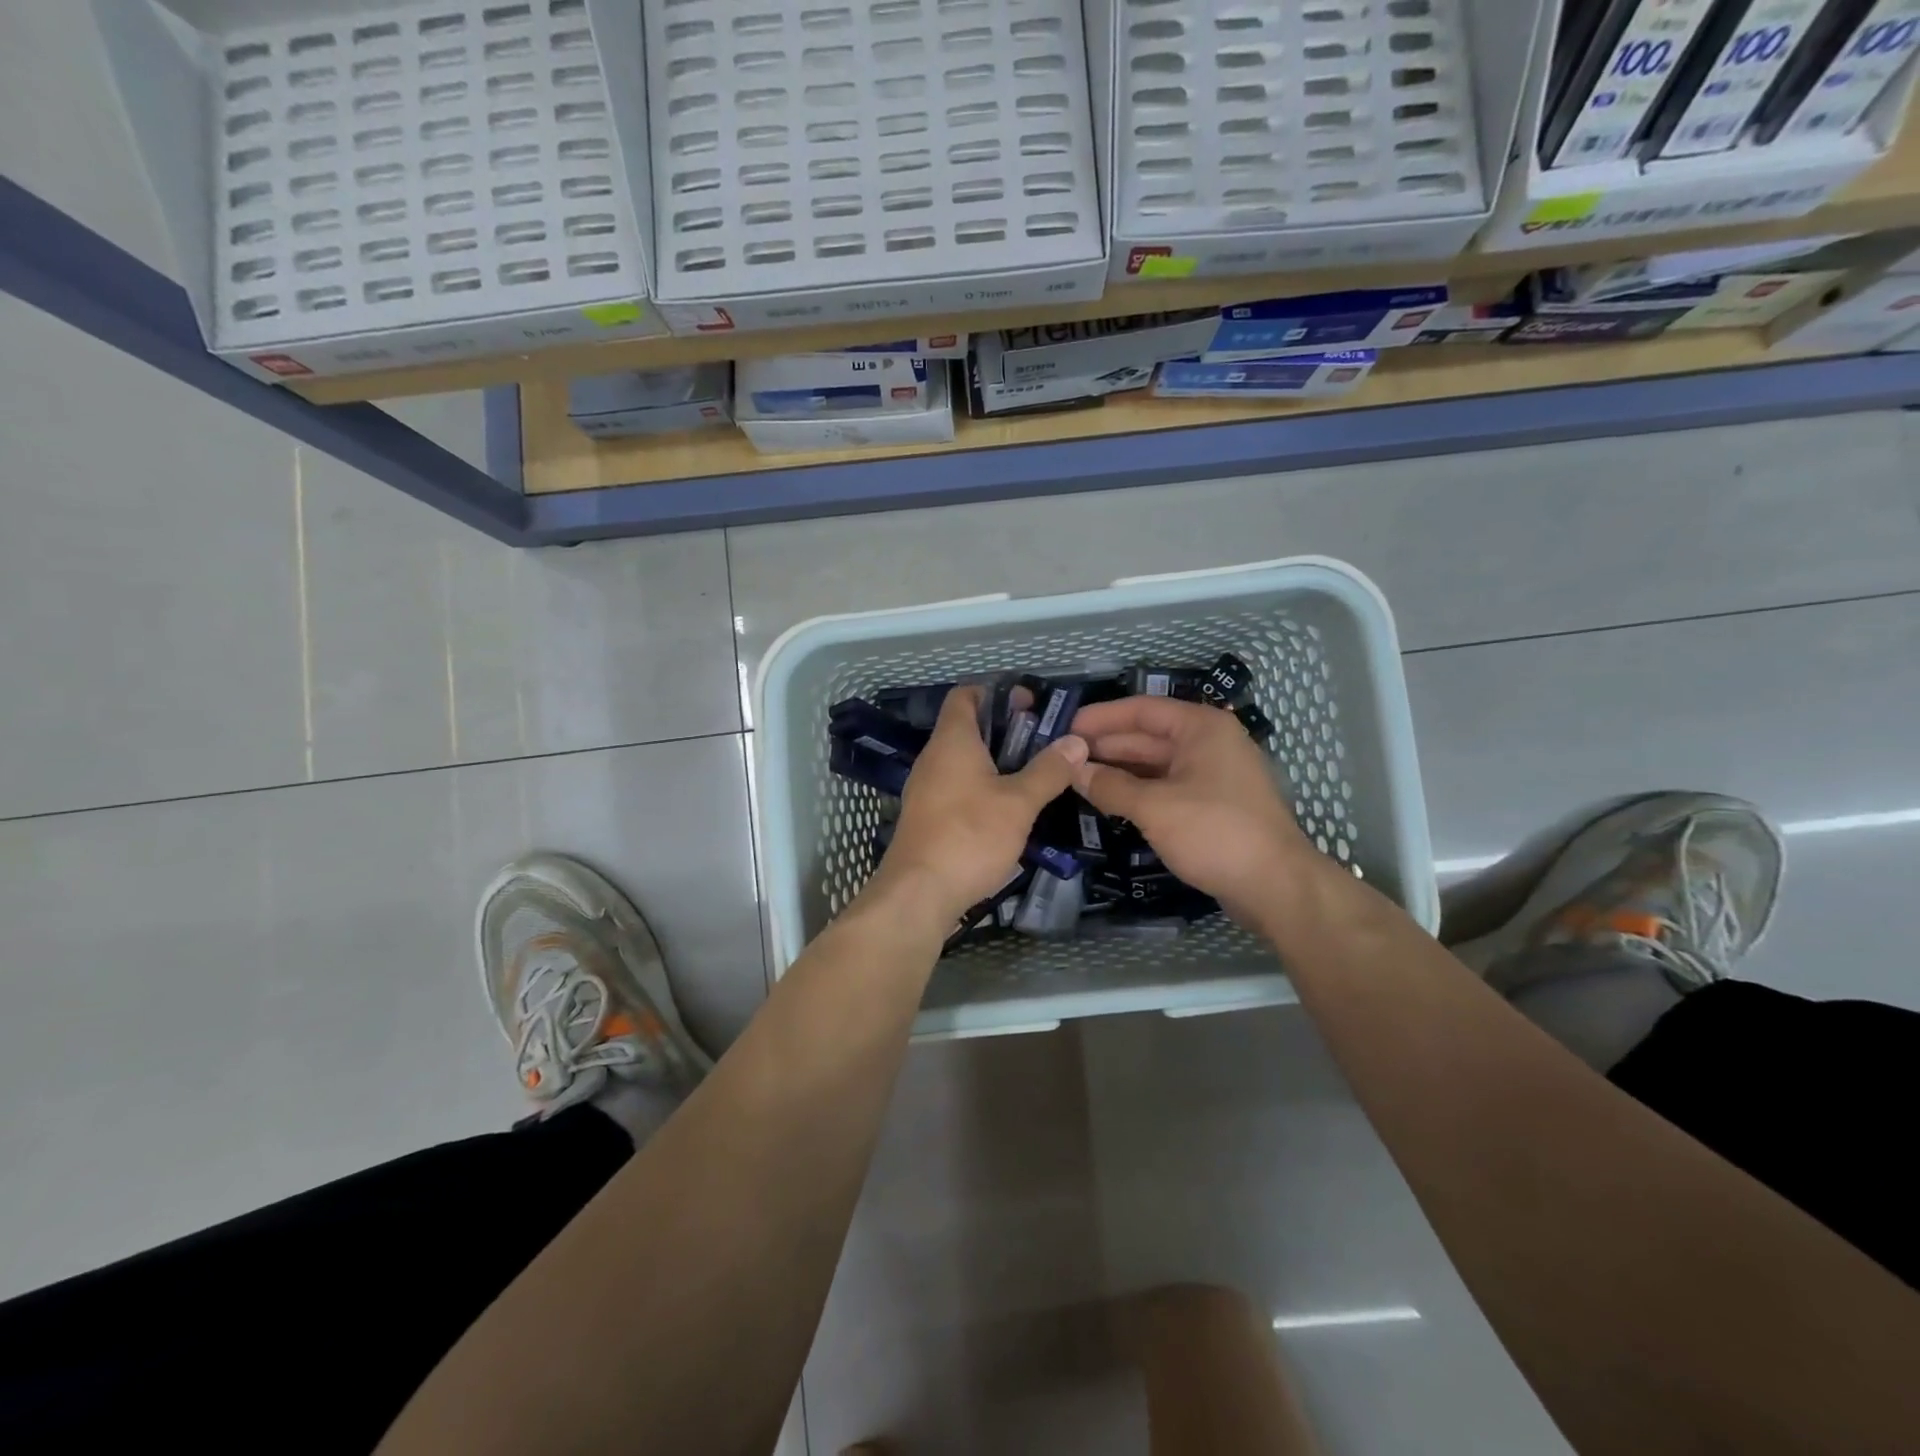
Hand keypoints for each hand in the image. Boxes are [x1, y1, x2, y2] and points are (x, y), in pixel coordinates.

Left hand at [866, 685, 1088, 926]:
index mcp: (952, 741)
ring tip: (1033, 777)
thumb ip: (1048, 770)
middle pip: (967, 728)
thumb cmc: (970, 836)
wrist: (918, 894)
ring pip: (963, 762)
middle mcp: (933, 759)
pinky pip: (957, 789)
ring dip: (996, 763)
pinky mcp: (927, 818)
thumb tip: (1076, 741)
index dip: (996, 692)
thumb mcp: (1019, 803)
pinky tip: (1008, 811)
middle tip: (1043, 744)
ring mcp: (926, 790)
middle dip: (1005, 731)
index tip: (1030, 704)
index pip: (965, 695)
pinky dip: (982, 789)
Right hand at [1069, 695, 1323, 928]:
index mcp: (1201, 728)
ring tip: (1077, 778)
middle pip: (1148, 736)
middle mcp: (1209, 743)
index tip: (1065, 727)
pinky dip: (1138, 790)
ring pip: (1156, 764)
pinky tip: (1109, 799)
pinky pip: (1166, 787)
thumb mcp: (1154, 807)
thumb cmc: (1215, 832)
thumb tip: (1073, 771)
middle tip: (1063, 757)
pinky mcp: (1213, 805)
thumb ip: (1110, 786)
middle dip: (1106, 746)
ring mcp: (1213, 775)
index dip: (1102, 717)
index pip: (1142, 710)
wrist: (1276, 886)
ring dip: (1119, 770)